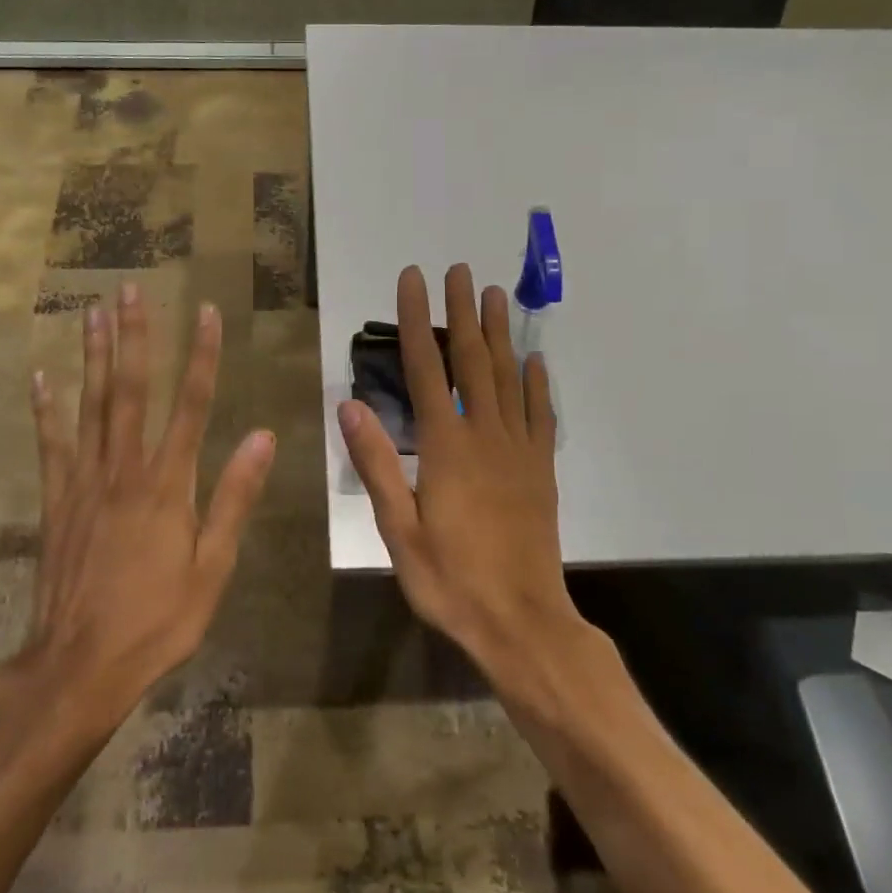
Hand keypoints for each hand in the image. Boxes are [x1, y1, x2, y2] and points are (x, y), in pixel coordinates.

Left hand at [26, 283, 275, 706]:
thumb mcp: (213, 567)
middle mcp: (124, 469)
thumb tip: (263, 436)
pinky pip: (50, 443)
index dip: (202, 355)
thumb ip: (235, 497)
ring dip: (93, 355)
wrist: (80, 664)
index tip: (207, 312)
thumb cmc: (158, 619)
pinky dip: (45, 408)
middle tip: (128, 289)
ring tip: (91, 312)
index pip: (192, 405)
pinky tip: (42, 375)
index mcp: (168, 484)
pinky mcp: (56, 499)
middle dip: (134, 336)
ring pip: (90, 405)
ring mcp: (84, 481)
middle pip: (131, 390)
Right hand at [338, 264, 580, 671]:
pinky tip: (534, 359)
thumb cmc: (451, 580)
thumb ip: (377, 464)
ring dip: (498, 333)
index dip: (415, 320)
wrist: (522, 622)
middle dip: (461, 312)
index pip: (426, 368)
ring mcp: (519, 450)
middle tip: (458, 270)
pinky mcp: (541, 470)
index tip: (412, 279)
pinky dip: (536, 383)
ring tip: (493, 295)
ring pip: (508, 377)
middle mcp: (485, 436)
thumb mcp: (399, 529)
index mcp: (447, 447)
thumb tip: (350, 405)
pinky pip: (540, 414)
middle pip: (472, 360)